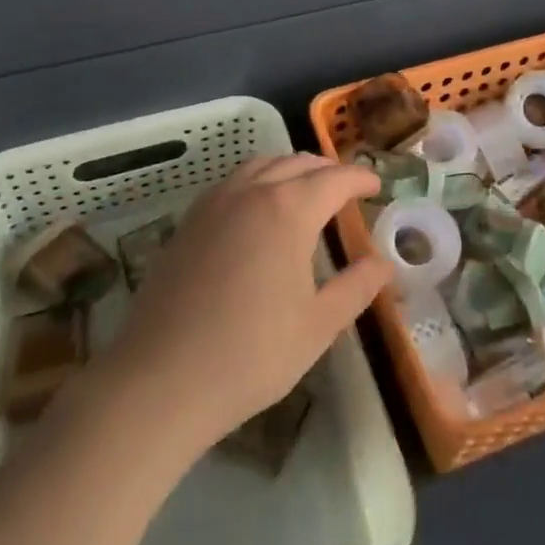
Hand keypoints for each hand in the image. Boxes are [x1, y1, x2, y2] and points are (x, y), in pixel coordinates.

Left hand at [90, 154, 392, 452]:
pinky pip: (233, 182)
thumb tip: (384, 263)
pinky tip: (260, 210)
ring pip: (261, 165)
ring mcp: (214, 203)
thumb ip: (357, 287)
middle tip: (347, 189)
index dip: (360, 178)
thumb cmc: (251, 354)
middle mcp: (251, 192)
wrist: (160, 381)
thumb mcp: (318, 325)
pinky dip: (259, 180)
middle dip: (328, 170)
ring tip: (307, 192)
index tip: (377, 186)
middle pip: (297, 163)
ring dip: (291, 169)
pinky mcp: (188, 222)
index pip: (335, 178)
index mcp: (288, 209)